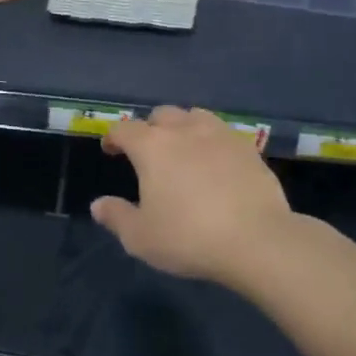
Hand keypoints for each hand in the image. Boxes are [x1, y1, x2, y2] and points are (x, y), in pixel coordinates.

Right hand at [92, 106, 294, 287]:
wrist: (257, 240)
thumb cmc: (189, 237)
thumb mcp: (141, 237)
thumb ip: (116, 217)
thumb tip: (98, 204)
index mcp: (152, 147)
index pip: (125, 129)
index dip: (113, 137)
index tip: (111, 150)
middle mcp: (184, 130)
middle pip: (162, 115)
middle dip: (150, 128)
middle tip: (148, 151)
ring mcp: (220, 135)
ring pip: (195, 116)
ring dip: (183, 126)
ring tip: (183, 148)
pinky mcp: (248, 148)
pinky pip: (223, 133)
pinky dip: (212, 141)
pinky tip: (215, 161)